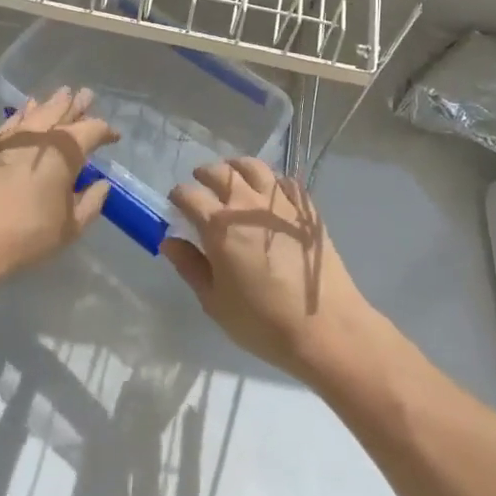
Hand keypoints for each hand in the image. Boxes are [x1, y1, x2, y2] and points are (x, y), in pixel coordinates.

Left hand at [0, 87, 117, 283]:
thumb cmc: (25, 235)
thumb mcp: (69, 227)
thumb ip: (91, 202)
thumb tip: (101, 184)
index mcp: (65, 150)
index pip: (93, 130)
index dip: (106, 131)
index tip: (113, 137)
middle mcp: (40, 134)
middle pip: (63, 110)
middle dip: (78, 105)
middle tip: (87, 96)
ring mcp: (11, 136)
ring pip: (37, 110)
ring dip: (52, 103)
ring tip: (62, 95)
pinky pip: (13, 120)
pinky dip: (24, 113)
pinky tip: (26, 110)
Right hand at [165, 158, 375, 384]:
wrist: (325, 328)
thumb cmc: (262, 322)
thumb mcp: (215, 302)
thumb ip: (190, 267)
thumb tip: (170, 241)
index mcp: (219, 226)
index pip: (189, 195)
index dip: (178, 197)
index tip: (176, 206)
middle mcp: (247, 205)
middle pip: (219, 172)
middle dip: (204, 175)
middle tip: (201, 185)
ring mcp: (279, 202)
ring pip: (252, 167)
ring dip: (236, 167)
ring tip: (232, 177)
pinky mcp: (304, 208)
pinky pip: (283, 181)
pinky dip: (269, 181)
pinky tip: (268, 195)